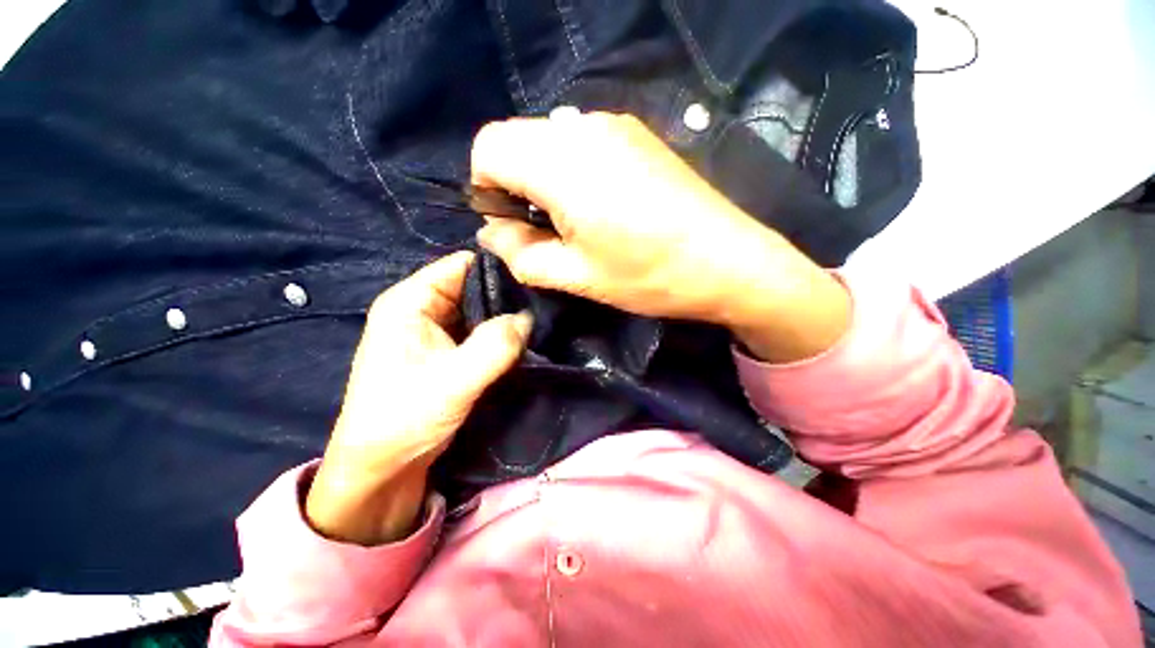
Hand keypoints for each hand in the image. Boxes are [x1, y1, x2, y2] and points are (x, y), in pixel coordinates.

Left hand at [306, 251, 531, 544]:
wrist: (382, 469)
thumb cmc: (405, 419)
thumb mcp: (453, 381)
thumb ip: (495, 345)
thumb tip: (529, 318)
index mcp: (411, 302)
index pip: (462, 264)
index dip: (499, 268)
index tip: (535, 282)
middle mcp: (423, 309)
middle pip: (474, 286)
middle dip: (507, 296)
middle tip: (543, 307)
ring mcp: (435, 331)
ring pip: (480, 310)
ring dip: (506, 318)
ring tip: (539, 323)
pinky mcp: (447, 351)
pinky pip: (480, 332)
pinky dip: (500, 335)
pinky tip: (523, 341)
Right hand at [470, 112, 849, 362]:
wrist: (728, 260)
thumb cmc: (648, 275)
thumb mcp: (576, 276)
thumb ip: (521, 255)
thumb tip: (491, 234)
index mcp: (562, 163)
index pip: (488, 147)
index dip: (486, 188)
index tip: (511, 225)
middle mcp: (584, 127)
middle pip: (516, 139)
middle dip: (514, 184)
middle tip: (545, 230)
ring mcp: (615, 125)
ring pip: (548, 139)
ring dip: (544, 178)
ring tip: (577, 221)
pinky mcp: (637, 134)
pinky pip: (580, 141)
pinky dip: (572, 169)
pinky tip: (602, 204)